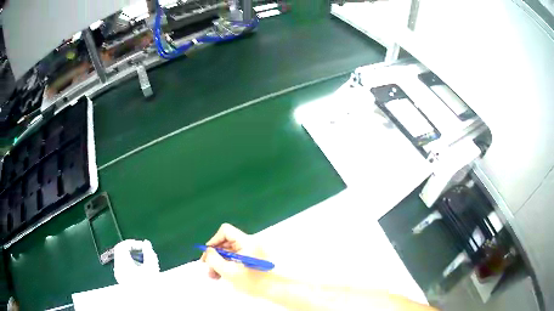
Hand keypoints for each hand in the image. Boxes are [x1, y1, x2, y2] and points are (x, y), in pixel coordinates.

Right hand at [200, 223, 273, 296]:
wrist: (275, 291)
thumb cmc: (253, 282)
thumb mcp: (229, 271)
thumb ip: (214, 259)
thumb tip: (208, 251)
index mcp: (247, 242)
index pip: (226, 231)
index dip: (214, 240)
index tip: (208, 253)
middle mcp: (250, 244)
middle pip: (226, 242)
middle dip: (215, 254)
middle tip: (207, 266)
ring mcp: (251, 252)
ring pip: (230, 252)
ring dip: (219, 262)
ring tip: (213, 275)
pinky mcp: (252, 260)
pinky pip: (236, 258)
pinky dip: (227, 265)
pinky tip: (221, 276)